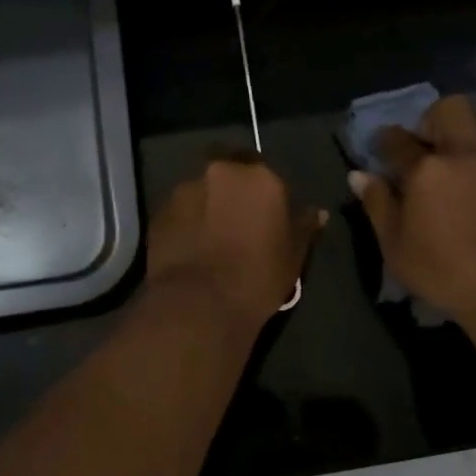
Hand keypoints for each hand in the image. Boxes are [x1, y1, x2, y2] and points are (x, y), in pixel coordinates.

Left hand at [146, 156, 325, 330]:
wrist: (199, 305)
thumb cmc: (257, 277)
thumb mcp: (293, 256)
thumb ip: (304, 226)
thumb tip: (318, 213)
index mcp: (260, 177)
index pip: (267, 172)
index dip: (266, 193)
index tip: (267, 214)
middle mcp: (220, 172)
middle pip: (229, 170)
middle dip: (233, 189)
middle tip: (238, 218)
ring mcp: (184, 189)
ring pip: (201, 188)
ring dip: (208, 203)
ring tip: (211, 234)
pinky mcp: (158, 211)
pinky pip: (179, 210)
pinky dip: (187, 220)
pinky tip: (192, 246)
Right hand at [348, 95, 475, 324]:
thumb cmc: (443, 271)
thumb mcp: (396, 246)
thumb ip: (378, 205)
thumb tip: (359, 175)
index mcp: (426, 169)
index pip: (397, 140)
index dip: (385, 139)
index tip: (382, 148)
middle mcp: (463, 155)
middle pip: (451, 108)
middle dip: (432, 117)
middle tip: (425, 145)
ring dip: (466, 130)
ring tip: (455, 158)